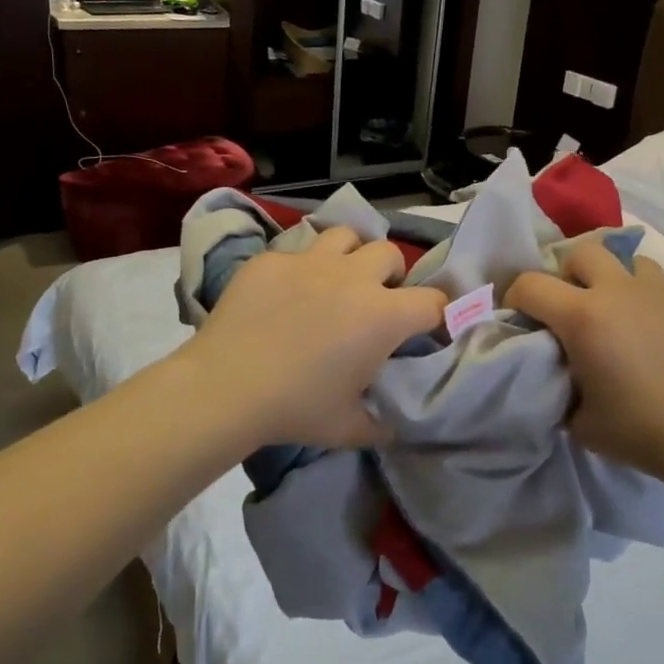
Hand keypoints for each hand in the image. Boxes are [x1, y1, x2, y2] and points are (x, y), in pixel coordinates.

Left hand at [174, 225, 447, 449]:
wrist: (225, 387)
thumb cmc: (296, 408)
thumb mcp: (348, 428)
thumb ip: (379, 424)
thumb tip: (390, 426)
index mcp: (383, 315)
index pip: (433, 302)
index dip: (439, 315)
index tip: (429, 329)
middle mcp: (353, 277)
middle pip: (390, 254)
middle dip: (391, 275)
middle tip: (375, 301)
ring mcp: (309, 261)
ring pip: (346, 236)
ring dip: (350, 255)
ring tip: (336, 280)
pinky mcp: (271, 260)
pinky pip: (297, 252)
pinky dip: (301, 269)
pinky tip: (284, 295)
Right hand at [506, 241, 663, 480]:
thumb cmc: (640, 430)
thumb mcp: (580, 421)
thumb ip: (560, 388)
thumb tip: (561, 378)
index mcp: (584, 316)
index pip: (531, 284)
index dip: (515, 297)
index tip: (520, 318)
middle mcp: (620, 292)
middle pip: (583, 252)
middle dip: (567, 274)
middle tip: (570, 308)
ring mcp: (662, 296)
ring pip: (628, 261)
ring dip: (612, 280)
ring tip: (615, 314)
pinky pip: (660, 292)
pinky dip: (646, 306)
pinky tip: (653, 342)